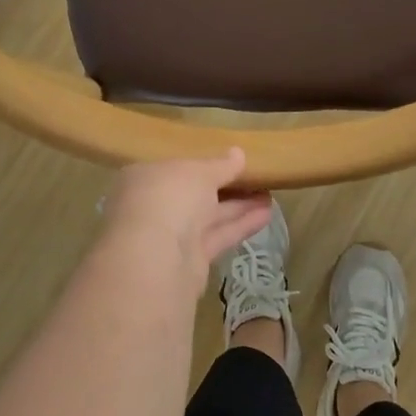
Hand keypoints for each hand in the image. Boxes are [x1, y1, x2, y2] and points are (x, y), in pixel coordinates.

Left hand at [97, 150, 273, 298]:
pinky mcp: (189, 261)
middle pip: (194, 194)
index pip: (175, 168)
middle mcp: (154, 207)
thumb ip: (221, 165)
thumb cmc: (169, 197)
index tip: (227, 161)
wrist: (155, 259)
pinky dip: (240, 225)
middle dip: (225, 186)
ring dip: (239, 206)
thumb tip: (238, 153)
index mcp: (145, 178)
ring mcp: (170, 236)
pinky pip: (217, 237)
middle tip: (256, 176)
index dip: (201, 164)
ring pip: (208, 217)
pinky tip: (267, 214)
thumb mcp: (199, 171)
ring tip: (270, 193)